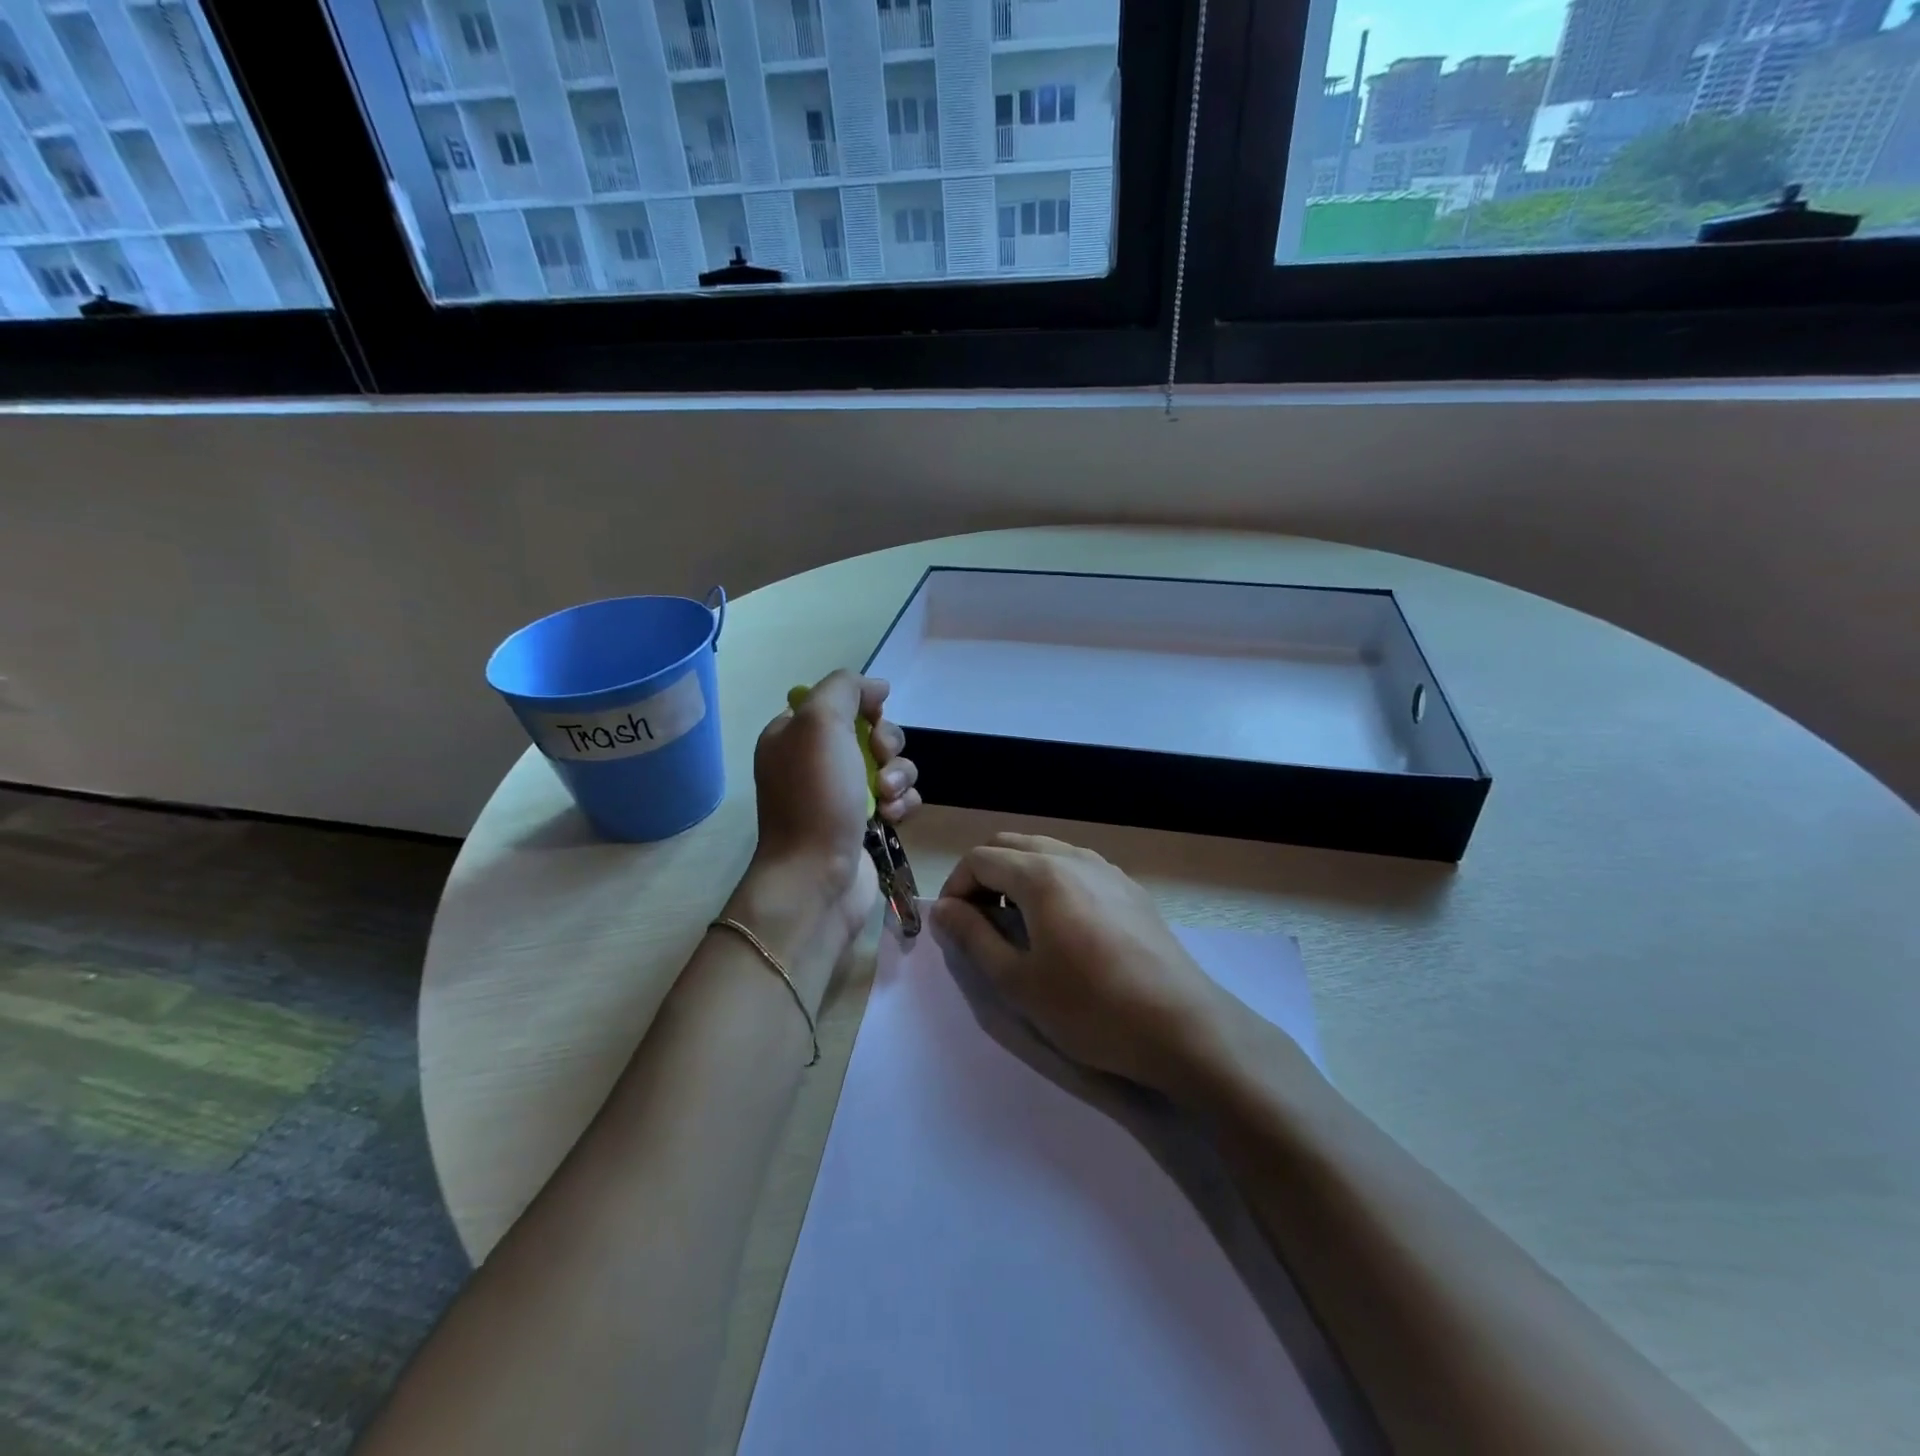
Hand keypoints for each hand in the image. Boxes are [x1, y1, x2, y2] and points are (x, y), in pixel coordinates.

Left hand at [750, 670, 920, 923]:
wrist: (817, 876)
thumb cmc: (815, 797)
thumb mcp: (819, 723)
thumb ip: (845, 688)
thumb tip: (877, 686)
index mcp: (794, 735)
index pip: (838, 702)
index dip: (863, 706)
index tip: (872, 719)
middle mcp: (816, 762)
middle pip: (872, 732)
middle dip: (887, 743)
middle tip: (880, 762)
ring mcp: (842, 795)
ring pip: (892, 764)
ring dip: (900, 775)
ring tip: (889, 798)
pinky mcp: (867, 823)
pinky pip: (900, 798)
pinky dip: (903, 803)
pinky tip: (893, 818)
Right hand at [930, 834, 1231, 1091]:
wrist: (1181, 1025)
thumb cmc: (1090, 1008)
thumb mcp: (1017, 981)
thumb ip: (973, 937)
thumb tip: (942, 908)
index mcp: (1041, 874)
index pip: (979, 858)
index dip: (955, 887)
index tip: (953, 926)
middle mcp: (1073, 857)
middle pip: (1011, 845)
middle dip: (984, 875)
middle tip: (980, 922)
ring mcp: (1106, 868)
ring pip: (1046, 851)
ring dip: (1018, 875)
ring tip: (1017, 924)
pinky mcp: (1130, 887)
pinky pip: (1076, 866)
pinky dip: (1052, 881)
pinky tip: (1062, 926)